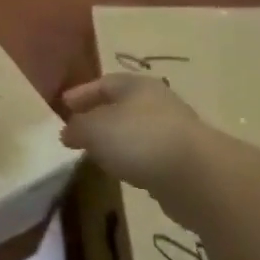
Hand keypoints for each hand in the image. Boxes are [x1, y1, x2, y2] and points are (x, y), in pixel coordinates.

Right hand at [61, 74, 203, 193]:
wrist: (196, 176)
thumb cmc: (138, 139)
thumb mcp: (93, 129)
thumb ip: (76, 127)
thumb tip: (68, 132)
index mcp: (136, 85)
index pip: (104, 83)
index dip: (81, 93)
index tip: (63, 105)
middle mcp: (157, 103)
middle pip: (121, 106)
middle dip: (98, 117)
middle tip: (77, 131)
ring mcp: (173, 132)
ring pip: (135, 132)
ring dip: (116, 141)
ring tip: (96, 154)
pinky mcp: (182, 161)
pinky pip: (148, 155)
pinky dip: (132, 159)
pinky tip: (122, 171)